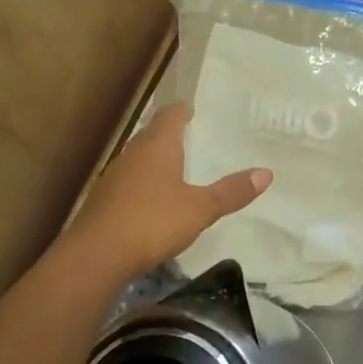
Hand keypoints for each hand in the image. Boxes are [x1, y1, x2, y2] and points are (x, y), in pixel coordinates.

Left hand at [69, 103, 270, 279]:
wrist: (96, 255)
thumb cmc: (152, 222)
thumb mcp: (200, 209)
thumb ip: (231, 192)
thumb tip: (266, 173)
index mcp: (157, 147)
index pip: (170, 116)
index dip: (182, 111)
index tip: (193, 108)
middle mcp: (132, 154)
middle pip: (152, 136)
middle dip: (170, 135)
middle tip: (191, 137)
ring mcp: (113, 177)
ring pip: (138, 160)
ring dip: (155, 161)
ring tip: (176, 168)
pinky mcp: (103, 202)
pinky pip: (128, 183)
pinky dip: (144, 185)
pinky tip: (153, 201)